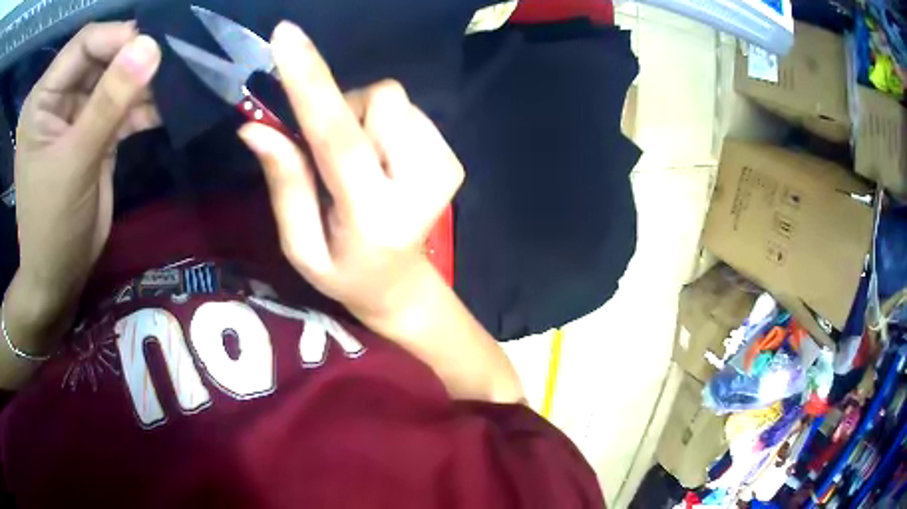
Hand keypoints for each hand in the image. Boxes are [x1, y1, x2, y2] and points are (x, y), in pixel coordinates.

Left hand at [13, 22, 160, 319]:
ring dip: (143, 84)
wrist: (59, 276)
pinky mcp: (91, 130)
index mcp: (41, 99)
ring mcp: (74, 113)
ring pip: (115, 79)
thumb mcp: (75, 163)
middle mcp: (56, 97)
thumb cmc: (52, 227)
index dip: (117, 37)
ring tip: (175, 87)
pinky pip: (121, 106)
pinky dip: (143, 107)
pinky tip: (166, 110)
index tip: (155, 46)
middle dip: (134, 59)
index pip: (83, 44)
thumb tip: (151, 46)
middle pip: (101, 56)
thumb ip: (109, 103)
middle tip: (172, 63)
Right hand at [239, 22, 462, 327]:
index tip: (287, 37)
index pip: (338, 135)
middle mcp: (419, 185)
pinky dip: (385, 127)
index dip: (310, 81)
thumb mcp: (299, 245)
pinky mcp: (452, 159)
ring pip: (393, 100)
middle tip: (332, 152)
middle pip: (378, 98)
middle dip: (344, 109)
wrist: (401, 283)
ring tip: (360, 163)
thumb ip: (284, 183)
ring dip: (363, 120)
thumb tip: (255, 126)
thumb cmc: (342, 271)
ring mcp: (445, 168)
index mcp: (373, 214)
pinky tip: (384, 163)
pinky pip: (409, 111)